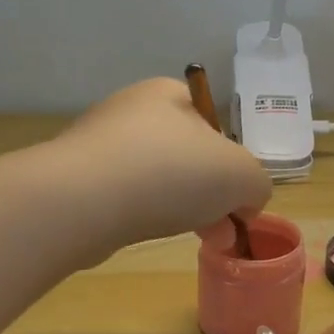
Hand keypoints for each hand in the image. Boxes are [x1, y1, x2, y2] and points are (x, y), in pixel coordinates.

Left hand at [53, 77, 272, 251]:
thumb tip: (244, 201)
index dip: (232, 163)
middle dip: (211, 194)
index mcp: (168, 93)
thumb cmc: (172, 172)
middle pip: (186, 154)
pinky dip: (143, 215)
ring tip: (198, 240)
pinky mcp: (77, 179)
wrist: (83, 201)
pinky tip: (149, 234)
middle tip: (222, 231)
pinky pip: (125, 197)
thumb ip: (256, 184)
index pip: (212, 123)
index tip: (238, 201)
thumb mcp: (241, 176)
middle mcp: (131, 110)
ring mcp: (99, 144)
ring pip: (156, 178)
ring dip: (182, 208)